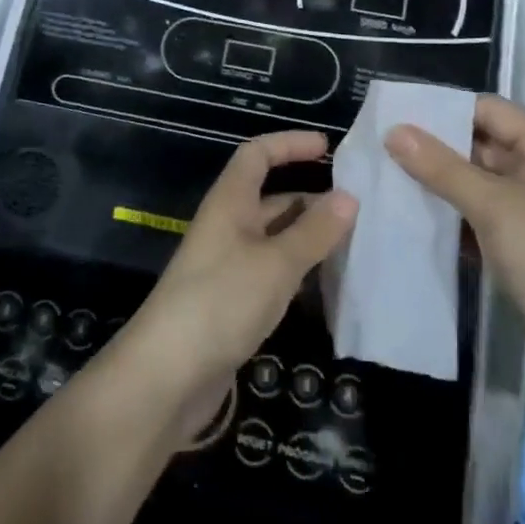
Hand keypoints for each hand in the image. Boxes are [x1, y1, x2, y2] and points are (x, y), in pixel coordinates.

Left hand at [125, 131, 356, 437]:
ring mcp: (228, 266)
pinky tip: (329, 285)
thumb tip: (350, 197)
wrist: (165, 379)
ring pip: (276, 238)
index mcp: (230, 202)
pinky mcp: (232, 303)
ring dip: (309, 237)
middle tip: (359, 208)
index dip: (290, 144)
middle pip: (271, 197)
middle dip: (312, 198)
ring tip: (355, 244)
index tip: (328, 147)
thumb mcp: (276, 264)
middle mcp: (228, 226)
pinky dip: (299, 271)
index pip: (258, 154)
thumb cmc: (220, 302)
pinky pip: (272, 272)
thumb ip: (314, 231)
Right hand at [384, 94, 524, 390]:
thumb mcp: (492, 207)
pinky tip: (415, 219)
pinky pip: (484, 213)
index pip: (487, 109)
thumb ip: (441, 167)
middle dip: (435, 148)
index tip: (394, 116)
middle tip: (382, 149)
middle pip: (482, 142)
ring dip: (441, 183)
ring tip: (388, 179)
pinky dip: (456, 214)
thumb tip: (394, 130)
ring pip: (479, 180)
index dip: (442, 110)